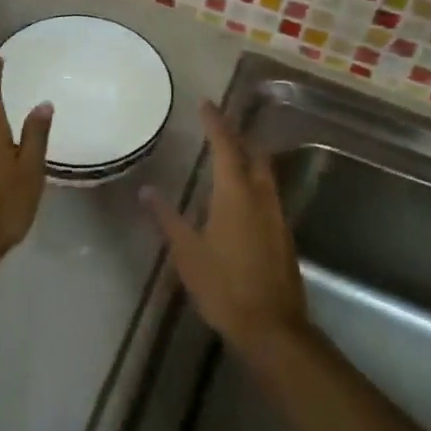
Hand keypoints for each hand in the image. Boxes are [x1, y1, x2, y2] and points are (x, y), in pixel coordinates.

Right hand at [142, 102, 307, 365]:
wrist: (272, 327)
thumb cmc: (224, 286)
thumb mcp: (187, 253)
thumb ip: (167, 218)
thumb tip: (147, 190)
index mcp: (235, 193)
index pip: (225, 145)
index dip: (215, 122)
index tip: (206, 103)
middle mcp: (261, 195)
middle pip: (253, 153)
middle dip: (237, 135)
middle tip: (217, 126)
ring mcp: (276, 214)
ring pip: (265, 172)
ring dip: (248, 156)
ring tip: (228, 153)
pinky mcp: (283, 234)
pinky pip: (268, 192)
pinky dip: (254, 180)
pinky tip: (240, 195)